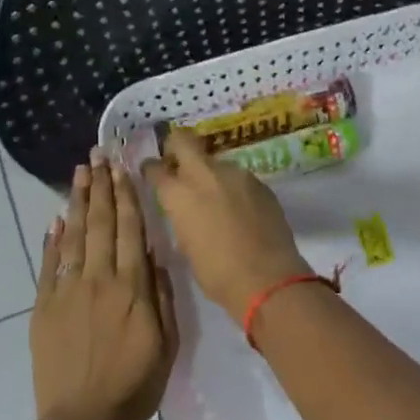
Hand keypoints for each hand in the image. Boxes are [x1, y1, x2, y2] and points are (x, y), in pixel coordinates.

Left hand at [31, 149, 178, 419]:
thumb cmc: (134, 385)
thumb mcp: (167, 343)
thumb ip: (161, 296)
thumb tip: (154, 256)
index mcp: (132, 288)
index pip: (129, 230)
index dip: (126, 196)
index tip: (122, 168)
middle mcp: (99, 279)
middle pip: (100, 223)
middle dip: (101, 186)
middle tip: (98, 155)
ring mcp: (67, 291)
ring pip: (74, 236)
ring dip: (78, 201)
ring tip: (80, 172)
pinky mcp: (44, 306)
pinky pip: (49, 264)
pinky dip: (53, 239)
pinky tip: (56, 219)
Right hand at [142, 129, 311, 325]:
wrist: (267, 278)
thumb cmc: (217, 273)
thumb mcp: (187, 246)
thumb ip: (182, 218)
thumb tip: (185, 210)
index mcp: (179, 194)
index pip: (155, 168)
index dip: (151, 169)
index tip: (152, 174)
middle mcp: (205, 174)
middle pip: (184, 141)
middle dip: (176, 147)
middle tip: (177, 163)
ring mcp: (236, 175)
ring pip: (215, 162)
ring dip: (210, 173)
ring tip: (215, 197)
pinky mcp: (260, 183)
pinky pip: (238, 178)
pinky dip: (233, 187)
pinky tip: (239, 209)